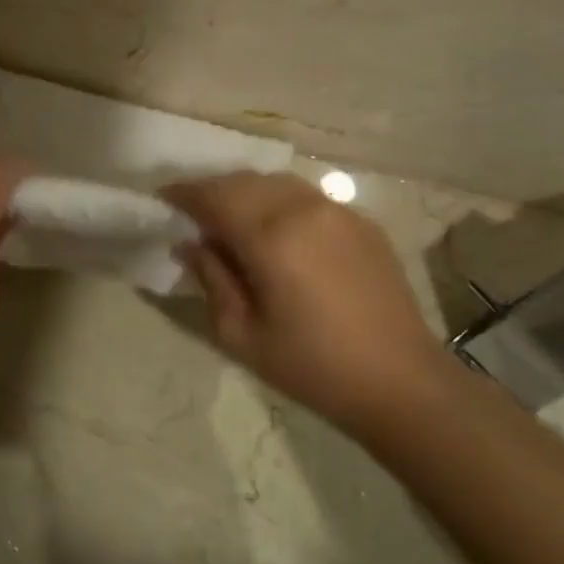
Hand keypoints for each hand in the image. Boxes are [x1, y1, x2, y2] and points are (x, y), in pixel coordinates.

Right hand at [165, 174, 455, 435]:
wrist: (400, 382)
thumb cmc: (311, 366)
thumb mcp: (241, 334)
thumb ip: (212, 279)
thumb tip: (190, 244)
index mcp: (271, 236)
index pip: (214, 197)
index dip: (183, 194)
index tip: (163, 199)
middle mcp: (304, 209)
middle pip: (244, 182)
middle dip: (212, 191)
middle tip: (193, 213)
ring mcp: (338, 211)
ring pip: (277, 183)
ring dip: (246, 192)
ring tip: (231, 218)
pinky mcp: (362, 221)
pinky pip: (307, 197)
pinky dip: (280, 201)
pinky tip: (277, 229)